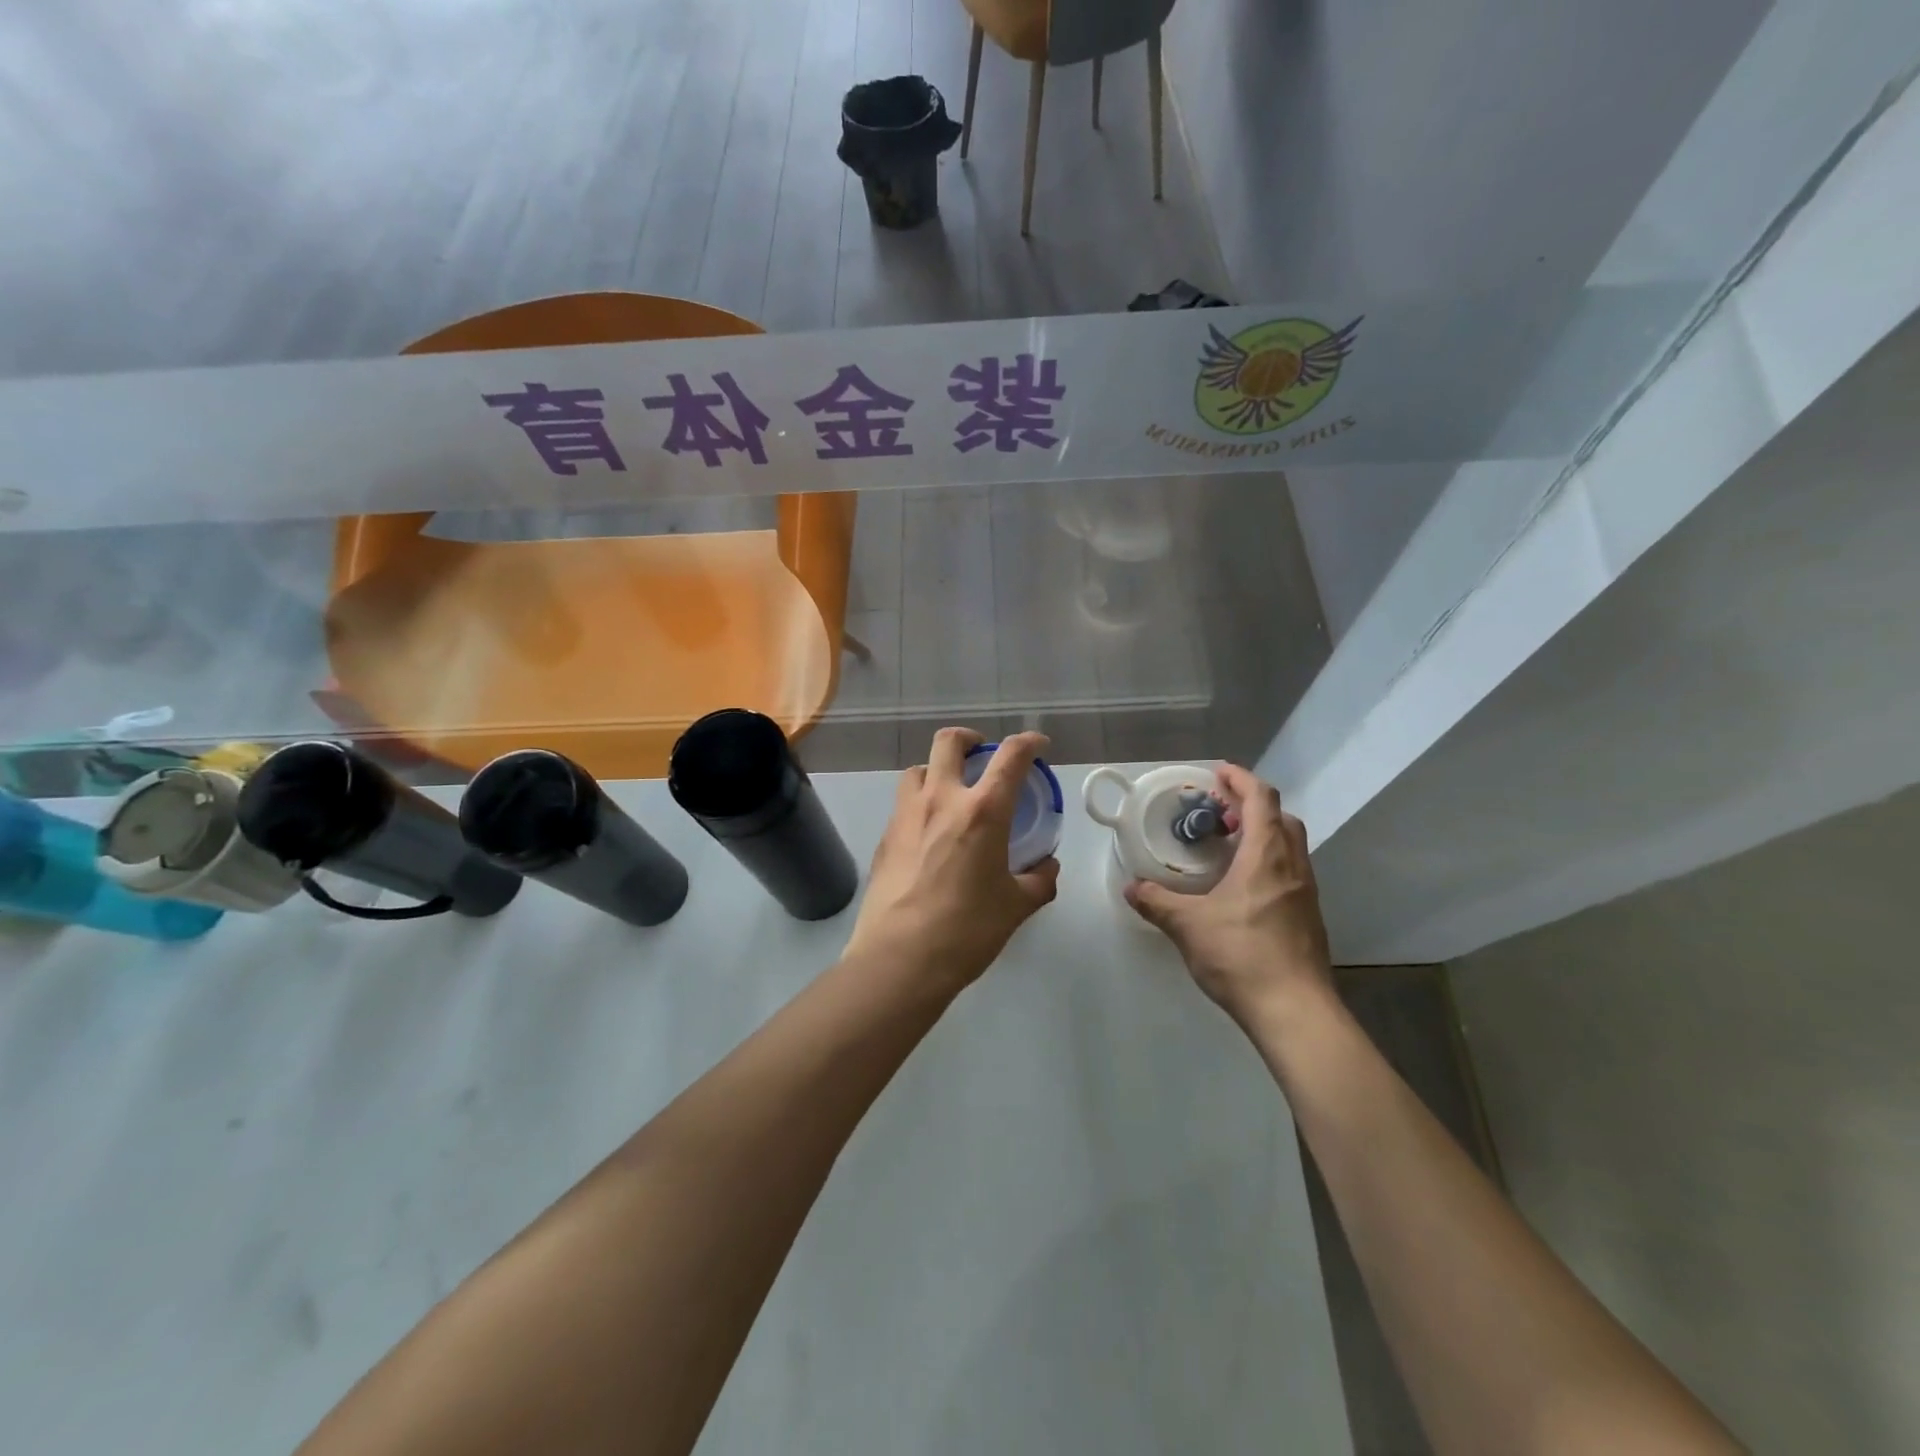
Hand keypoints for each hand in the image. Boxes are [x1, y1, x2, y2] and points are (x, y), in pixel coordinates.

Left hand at [844, 728, 1060, 991]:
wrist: (899, 959)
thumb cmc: (967, 930)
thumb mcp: (1016, 906)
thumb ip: (1039, 880)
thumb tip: (1046, 867)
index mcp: (982, 811)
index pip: (1010, 756)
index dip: (1029, 742)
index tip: (1038, 745)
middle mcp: (941, 800)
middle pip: (948, 742)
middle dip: (969, 739)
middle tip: (982, 754)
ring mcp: (905, 816)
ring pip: (918, 769)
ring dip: (937, 770)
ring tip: (950, 793)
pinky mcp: (883, 838)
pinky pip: (903, 805)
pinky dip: (920, 804)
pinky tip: (929, 835)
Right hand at [1125, 764, 1333, 1029]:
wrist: (1295, 1011)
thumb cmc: (1242, 956)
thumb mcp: (1188, 926)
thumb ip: (1156, 902)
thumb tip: (1130, 888)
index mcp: (1267, 856)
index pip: (1261, 799)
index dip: (1240, 779)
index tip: (1217, 772)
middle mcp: (1293, 866)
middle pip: (1280, 817)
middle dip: (1250, 806)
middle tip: (1218, 813)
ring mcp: (1306, 892)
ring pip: (1289, 845)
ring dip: (1261, 834)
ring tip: (1226, 846)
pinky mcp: (1308, 917)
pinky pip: (1290, 871)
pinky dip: (1267, 861)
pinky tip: (1241, 887)